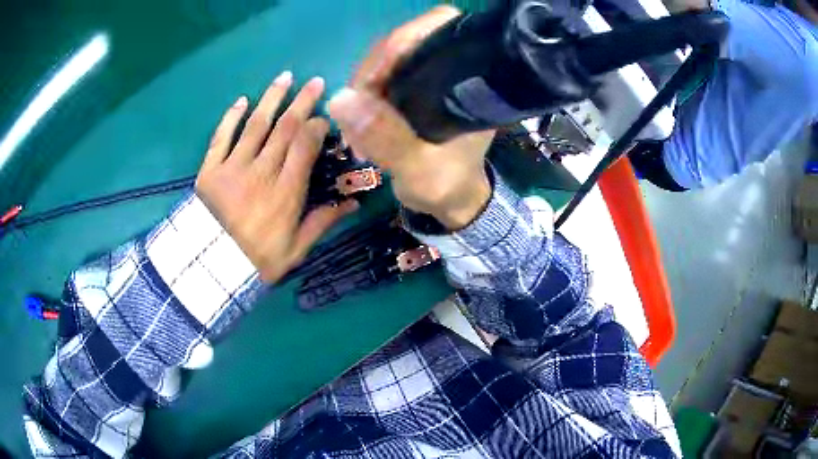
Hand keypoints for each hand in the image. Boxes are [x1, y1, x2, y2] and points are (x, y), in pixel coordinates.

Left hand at [196, 72, 357, 282]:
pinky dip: (231, 117)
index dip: (316, 126)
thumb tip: (354, 204)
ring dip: (272, 98)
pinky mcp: (210, 169)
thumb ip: (323, 223)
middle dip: (302, 102)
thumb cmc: (257, 260)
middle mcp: (261, 172)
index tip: (323, 117)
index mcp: (285, 192)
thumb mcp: (296, 250)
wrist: (214, 270)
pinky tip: (242, 100)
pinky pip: (221, 137)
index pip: (304, 146)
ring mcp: (233, 167)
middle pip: (284, 128)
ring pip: (256, 125)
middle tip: (315, 82)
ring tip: (285, 77)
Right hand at [328, 6, 494, 230]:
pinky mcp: (414, 90)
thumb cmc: (447, 187)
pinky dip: (365, 97)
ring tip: (354, 129)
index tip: (376, 76)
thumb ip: (386, 137)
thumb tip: (339, 99)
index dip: (405, 38)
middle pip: (405, 43)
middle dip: (373, 71)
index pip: (442, 28)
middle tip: (356, 112)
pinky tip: (358, 124)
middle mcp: (451, 72)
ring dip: (363, 89)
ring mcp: (430, 79)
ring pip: (388, 61)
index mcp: (469, 82)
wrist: (453, 201)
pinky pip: (382, 78)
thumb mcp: (418, 171)